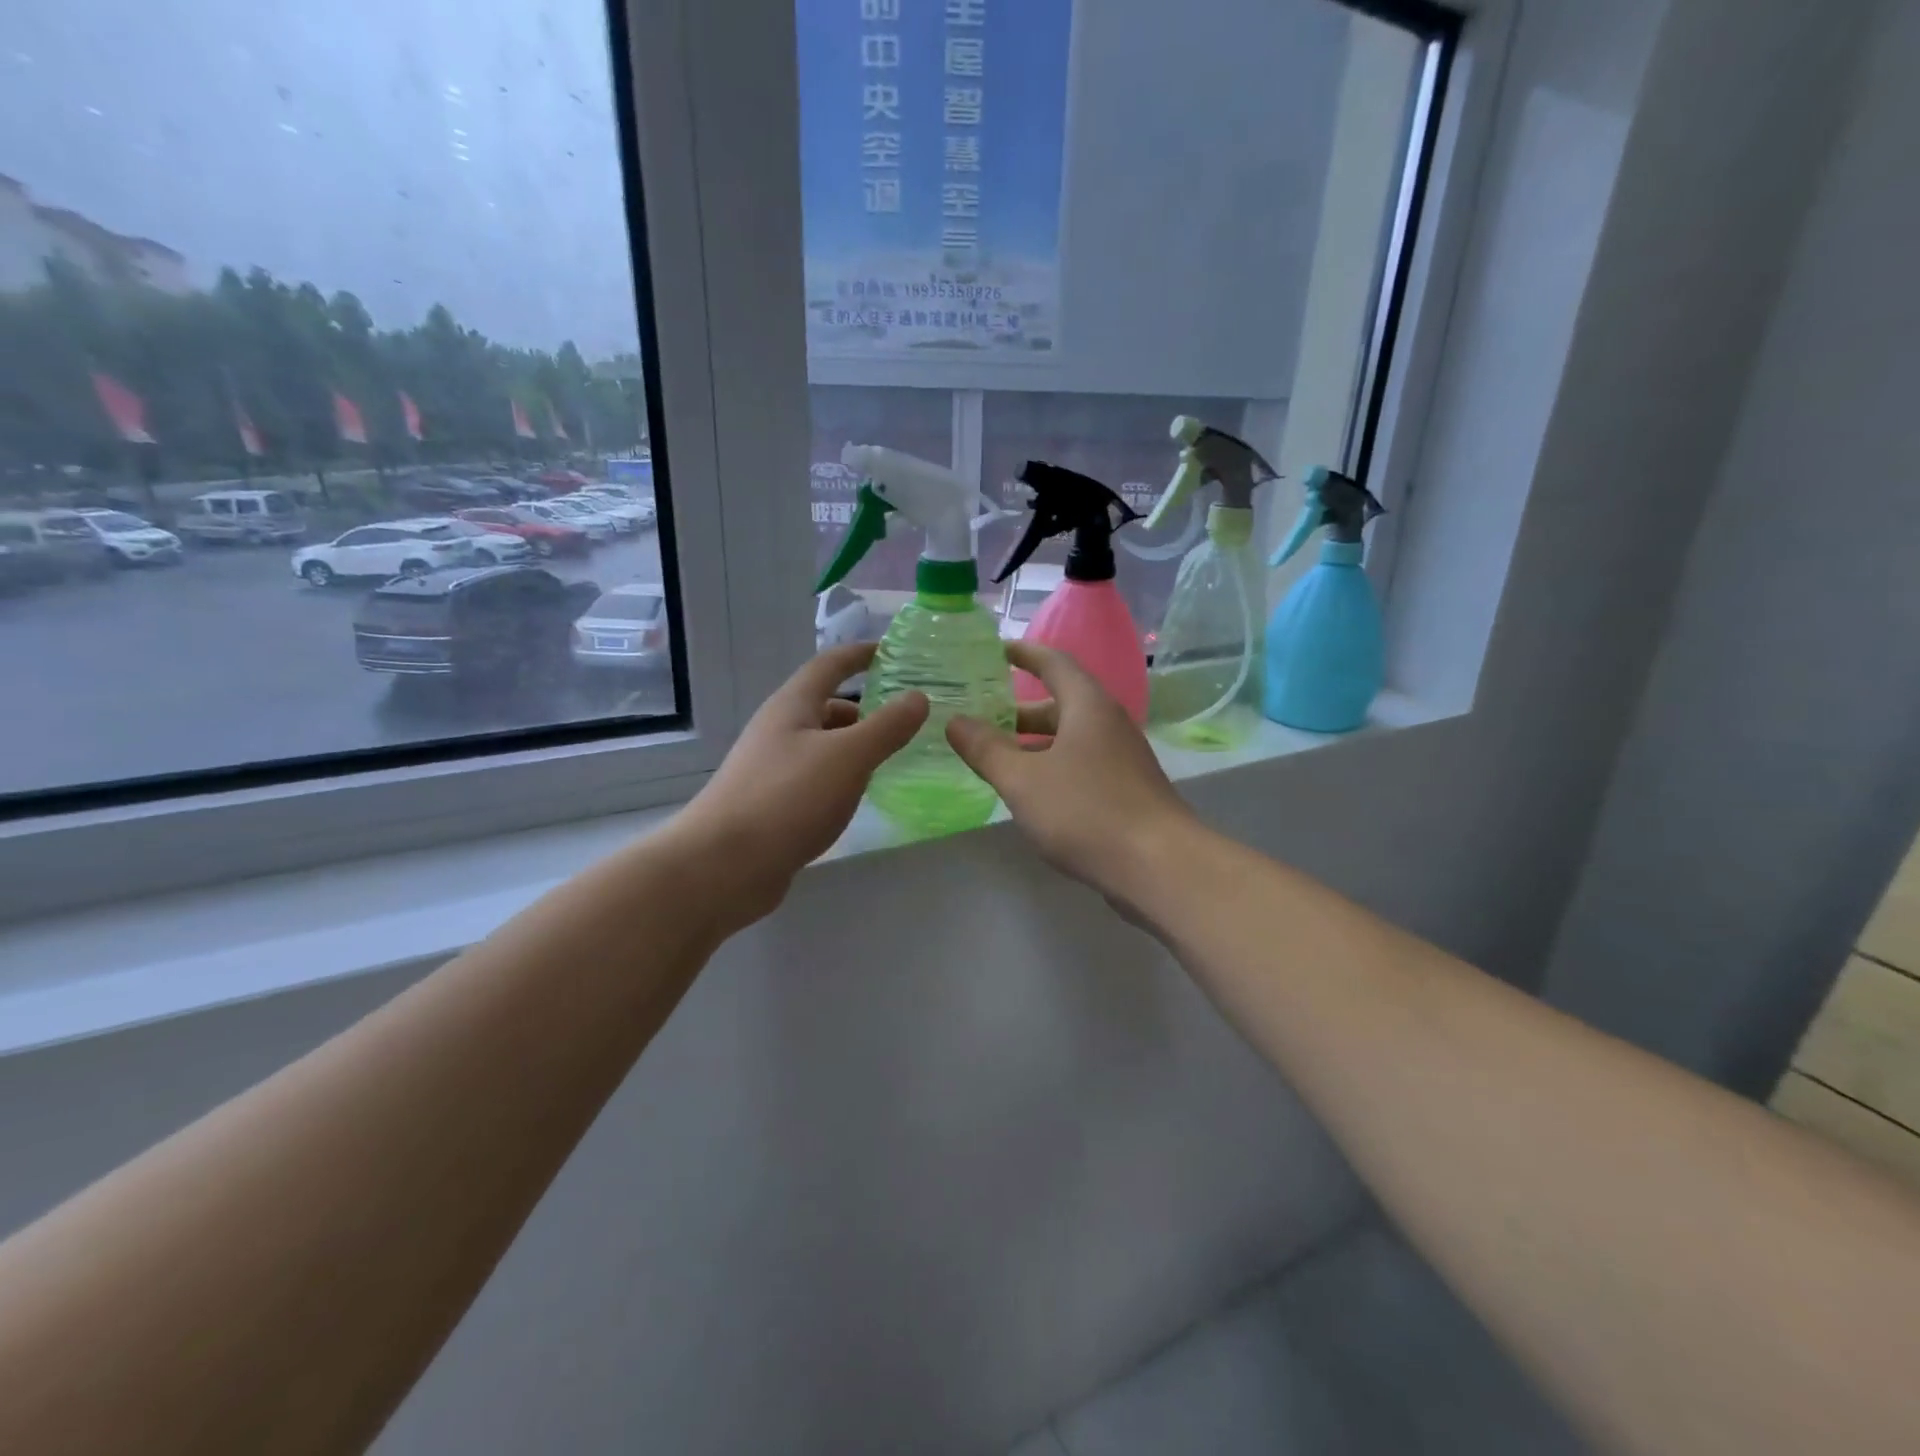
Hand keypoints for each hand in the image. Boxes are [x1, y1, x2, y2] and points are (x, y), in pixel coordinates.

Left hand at [678, 643, 927, 928]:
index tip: (892, 651)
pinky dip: (841, 776)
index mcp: (792, 706)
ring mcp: (772, 768)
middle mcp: (779, 730)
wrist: (723, 865)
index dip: (860, 654)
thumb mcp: (847, 757)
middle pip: (825, 706)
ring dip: (854, 745)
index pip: (829, 665)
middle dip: (865, 708)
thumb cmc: (787, 798)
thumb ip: (886, 727)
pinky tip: (858, 795)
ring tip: (891, 758)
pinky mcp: (772, 804)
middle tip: (905, 719)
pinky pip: (815, 777)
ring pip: (821, 745)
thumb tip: (918, 697)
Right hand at [946, 642, 1198, 905]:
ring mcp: (1122, 757)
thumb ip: (986, 749)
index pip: (1053, 662)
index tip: (994, 650)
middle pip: (1060, 702)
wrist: (1159, 865)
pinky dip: (1051, 765)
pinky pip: (1081, 763)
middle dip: (1018, 709)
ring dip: (1033, 742)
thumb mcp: (1022, 780)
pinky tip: (1030, 791)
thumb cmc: (1086, 811)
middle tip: (980, 716)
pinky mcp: (1127, 788)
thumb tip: (955, 721)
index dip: (1023, 653)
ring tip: (995, 756)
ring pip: (1070, 737)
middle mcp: (1108, 722)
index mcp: (1087, 705)